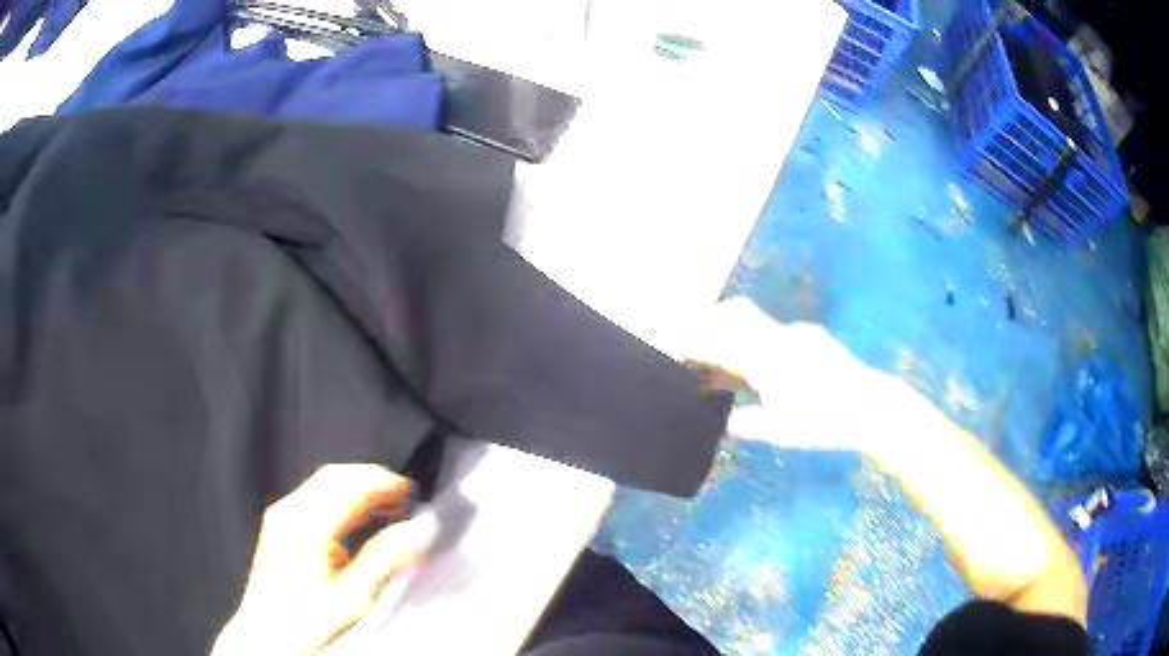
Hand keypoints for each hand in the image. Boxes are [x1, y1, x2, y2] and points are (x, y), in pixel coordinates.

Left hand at [211, 464, 436, 655]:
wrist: (268, 636)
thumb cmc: (303, 623)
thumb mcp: (353, 598)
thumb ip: (385, 560)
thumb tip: (414, 533)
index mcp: (307, 526)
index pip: (350, 485)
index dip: (384, 483)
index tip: (409, 490)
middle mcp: (290, 514)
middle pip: (335, 476)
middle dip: (371, 480)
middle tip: (402, 496)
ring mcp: (281, 518)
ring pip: (324, 484)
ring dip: (357, 488)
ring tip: (386, 507)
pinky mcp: (279, 527)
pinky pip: (314, 497)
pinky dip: (341, 499)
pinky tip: (356, 519)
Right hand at [688, 297, 906, 452]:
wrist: (873, 407)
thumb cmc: (825, 421)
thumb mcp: (782, 430)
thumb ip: (749, 423)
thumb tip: (725, 423)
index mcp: (768, 358)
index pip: (721, 338)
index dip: (695, 341)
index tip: (676, 350)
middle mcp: (781, 337)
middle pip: (735, 312)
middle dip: (710, 322)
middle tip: (695, 346)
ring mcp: (799, 335)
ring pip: (756, 323)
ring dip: (735, 335)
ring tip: (726, 364)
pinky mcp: (814, 339)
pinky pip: (775, 333)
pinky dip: (758, 343)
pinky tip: (763, 368)